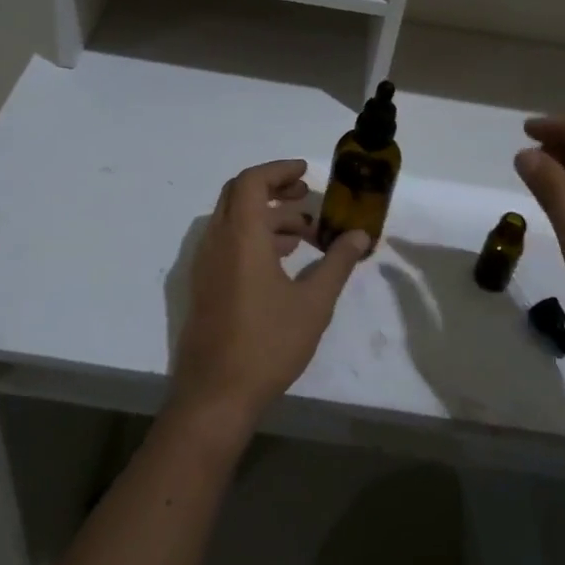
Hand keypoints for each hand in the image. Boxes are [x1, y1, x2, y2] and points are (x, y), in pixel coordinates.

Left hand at [171, 160, 370, 431]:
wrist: (215, 395)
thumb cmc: (268, 344)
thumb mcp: (313, 303)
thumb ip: (337, 263)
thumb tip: (360, 236)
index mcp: (241, 236)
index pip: (253, 181)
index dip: (279, 170)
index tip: (307, 173)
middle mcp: (217, 241)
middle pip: (240, 195)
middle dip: (274, 189)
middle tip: (306, 196)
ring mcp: (205, 264)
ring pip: (234, 220)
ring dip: (267, 217)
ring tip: (305, 234)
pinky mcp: (204, 285)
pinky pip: (227, 243)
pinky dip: (253, 238)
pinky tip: (282, 261)